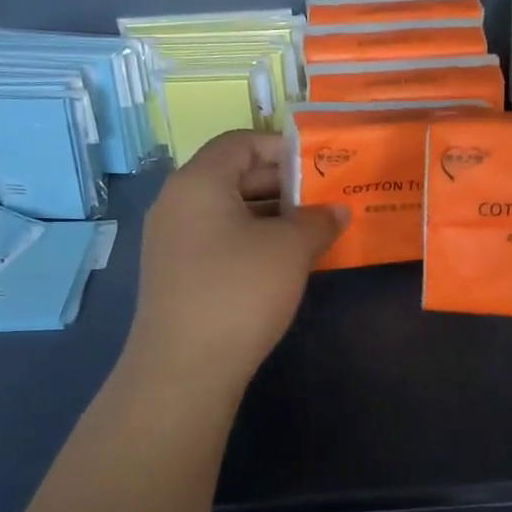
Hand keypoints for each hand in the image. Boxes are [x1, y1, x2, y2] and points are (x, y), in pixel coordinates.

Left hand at [128, 131, 345, 384]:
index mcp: (198, 181)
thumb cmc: (239, 290)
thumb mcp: (290, 249)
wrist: (185, 368)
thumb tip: (338, 210)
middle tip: (324, 198)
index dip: (282, 147)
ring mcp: (172, 240)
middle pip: (233, 174)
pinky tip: (283, 261)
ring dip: (270, 214)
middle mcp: (177, 202)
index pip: (241, 142)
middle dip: (282, 183)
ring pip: (228, 210)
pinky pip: (218, 238)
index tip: (320, 165)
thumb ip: (319, 220)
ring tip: (312, 229)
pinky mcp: (176, 273)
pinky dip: (252, 239)